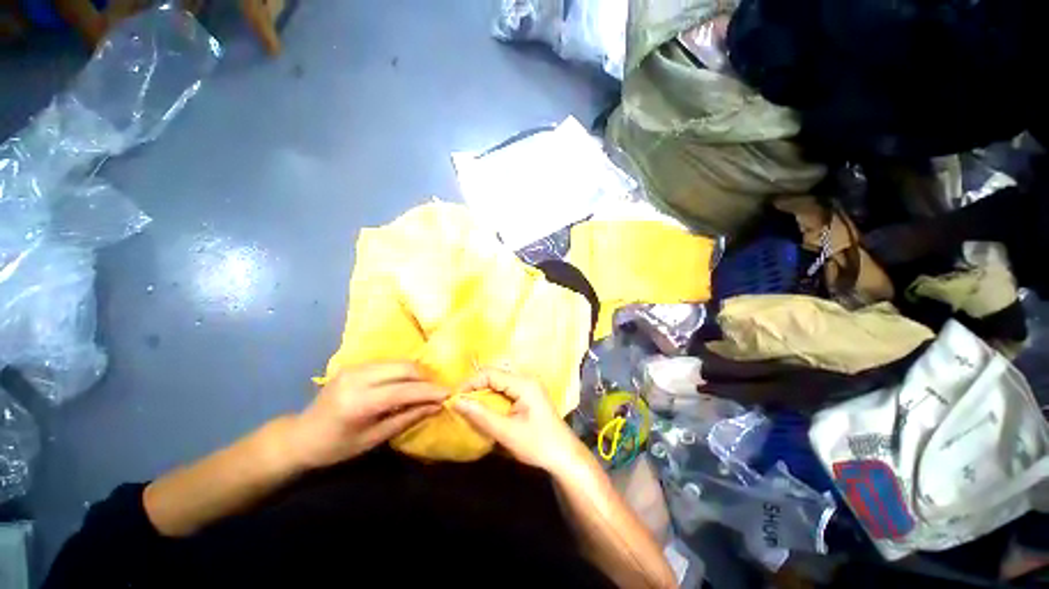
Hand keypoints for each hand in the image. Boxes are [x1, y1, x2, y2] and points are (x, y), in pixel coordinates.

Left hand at [289, 362, 448, 468]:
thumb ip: (407, 418)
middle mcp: (357, 377)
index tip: (449, 394)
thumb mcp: (373, 439)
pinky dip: (404, 372)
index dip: (430, 391)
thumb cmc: (336, 448)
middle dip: (426, 378)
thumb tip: (437, 407)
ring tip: (425, 388)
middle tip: (437, 391)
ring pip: (400, 362)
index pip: (404, 390)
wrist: (300, 436)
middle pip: (405, 368)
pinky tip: (408, 383)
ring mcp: (355, 367)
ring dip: (417, 373)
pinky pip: (390, 363)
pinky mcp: (356, 364)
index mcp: (359, 402)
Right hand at [451, 368, 585, 473]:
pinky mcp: (528, 395)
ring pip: (498, 383)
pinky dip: (492, 398)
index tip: (454, 399)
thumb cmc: (537, 444)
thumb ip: (481, 415)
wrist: (564, 456)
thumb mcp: (506, 432)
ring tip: (468, 407)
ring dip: (483, 393)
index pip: (490, 373)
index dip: (470, 383)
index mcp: (523, 383)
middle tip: (459, 404)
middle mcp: (526, 379)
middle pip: (494, 375)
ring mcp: (528, 386)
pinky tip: (485, 410)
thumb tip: (456, 401)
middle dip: (475, 387)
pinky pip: (505, 390)